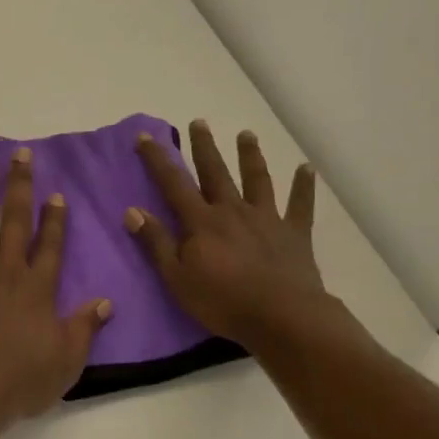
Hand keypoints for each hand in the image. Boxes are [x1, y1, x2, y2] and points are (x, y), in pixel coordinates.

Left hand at [0, 148, 110, 424]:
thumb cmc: (19, 381)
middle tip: (21, 154)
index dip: (55, 218)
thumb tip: (106, 301)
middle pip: (16, 219)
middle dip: (20, 184)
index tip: (56, 194)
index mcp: (38, 288)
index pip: (50, 244)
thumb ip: (85, 327)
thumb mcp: (66, 361)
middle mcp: (8, 270)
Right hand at [125, 120, 331, 352]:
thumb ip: (156, 242)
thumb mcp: (177, 278)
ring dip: (250, 156)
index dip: (158, 160)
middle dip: (204, 146)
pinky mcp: (294, 233)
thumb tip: (132, 210)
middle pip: (216, 172)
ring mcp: (267, 219)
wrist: (283, 317)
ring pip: (257, 180)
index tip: (145, 136)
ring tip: (246, 134)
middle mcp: (233, 210)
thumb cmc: (223, 301)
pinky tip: (307, 168)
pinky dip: (303, 186)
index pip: (173, 184)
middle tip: (199, 122)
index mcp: (202, 222)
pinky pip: (300, 205)